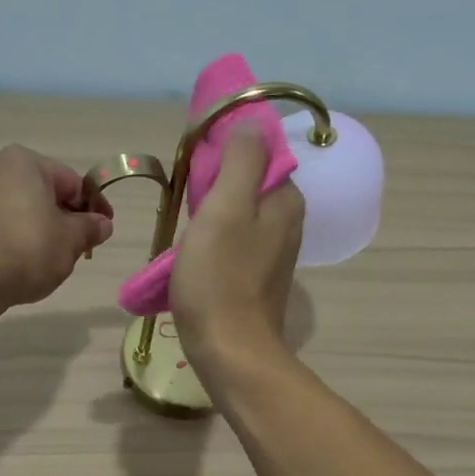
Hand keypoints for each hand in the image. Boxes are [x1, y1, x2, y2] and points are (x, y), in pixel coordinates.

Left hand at [0, 145, 113, 309]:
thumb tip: (103, 224)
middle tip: (82, 246)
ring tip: (55, 257)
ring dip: (43, 229)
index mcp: (25, 162)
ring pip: (23, 209)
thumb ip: (90, 228)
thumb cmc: (28, 248)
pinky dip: (19, 237)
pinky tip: (26, 262)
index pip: (72, 181)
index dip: (94, 206)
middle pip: (45, 193)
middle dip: (66, 218)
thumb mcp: (71, 240)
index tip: (105, 228)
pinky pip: (3, 224)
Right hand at [169, 129, 303, 381]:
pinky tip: (195, 255)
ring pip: (241, 214)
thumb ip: (241, 160)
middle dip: (216, 184)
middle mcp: (289, 222)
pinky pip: (236, 242)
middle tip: (185, 200)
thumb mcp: (225, 208)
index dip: (226, 151)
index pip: (261, 153)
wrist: (230, 350)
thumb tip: (250, 125)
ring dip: (212, 214)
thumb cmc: (220, 278)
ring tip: (185, 230)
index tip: (195, 165)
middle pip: (249, 183)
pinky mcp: (259, 278)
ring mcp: (276, 253)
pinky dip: (215, 240)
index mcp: (286, 199)